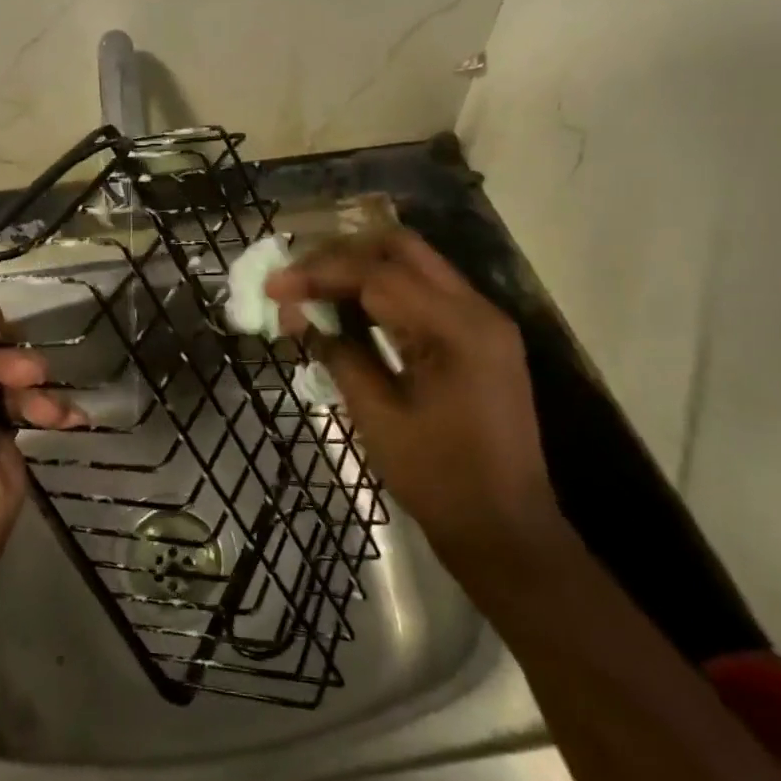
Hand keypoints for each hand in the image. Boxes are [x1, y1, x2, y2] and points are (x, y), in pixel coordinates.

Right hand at [266, 228, 561, 563]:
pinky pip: (425, 292)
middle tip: (296, 277)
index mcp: (457, 330)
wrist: (508, 531)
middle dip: (341, 255)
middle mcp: (477, 310)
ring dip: (360, 268)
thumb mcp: (378, 417)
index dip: (318, 274)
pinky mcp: (479, 337)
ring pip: (414, 264)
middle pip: (401, 249)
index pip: (377, 274)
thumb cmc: (440, 481)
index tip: (273, 286)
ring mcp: (484, 321)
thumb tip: (298, 315)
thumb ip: (339, 353)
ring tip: (312, 287)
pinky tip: (349, 308)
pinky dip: (383, 290)